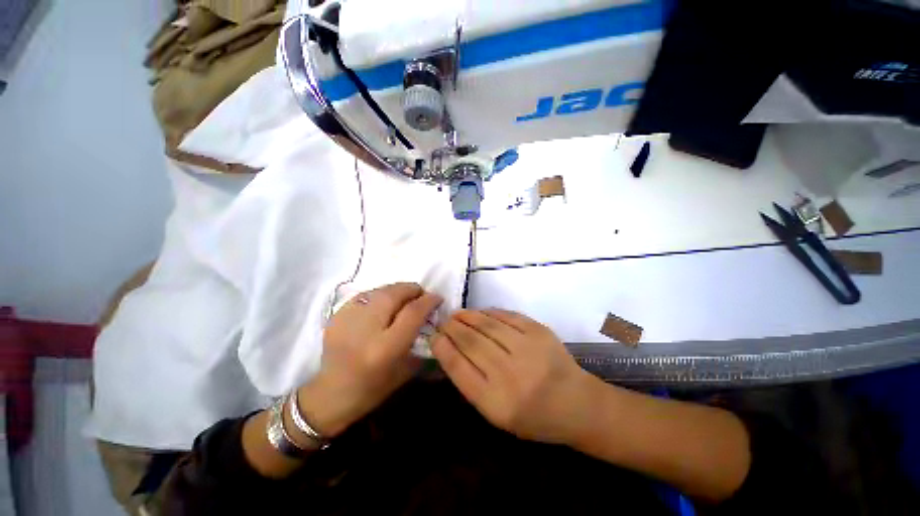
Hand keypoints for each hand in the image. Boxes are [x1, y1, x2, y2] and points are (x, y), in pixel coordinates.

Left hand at [298, 283, 441, 437]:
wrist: (330, 394)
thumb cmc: (372, 388)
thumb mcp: (405, 370)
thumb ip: (421, 341)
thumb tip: (432, 317)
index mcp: (386, 347)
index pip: (413, 312)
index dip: (429, 301)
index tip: (437, 298)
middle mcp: (367, 329)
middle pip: (395, 294)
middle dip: (413, 290)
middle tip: (421, 294)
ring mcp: (349, 319)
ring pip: (380, 290)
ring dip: (397, 290)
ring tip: (404, 296)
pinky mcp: (337, 315)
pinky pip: (365, 295)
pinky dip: (380, 294)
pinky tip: (383, 303)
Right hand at [432, 309, 590, 444]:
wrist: (577, 405)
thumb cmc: (534, 417)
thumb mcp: (497, 415)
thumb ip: (472, 384)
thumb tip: (451, 350)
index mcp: (496, 403)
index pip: (458, 367)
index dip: (442, 347)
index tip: (434, 336)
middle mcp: (509, 375)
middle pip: (470, 342)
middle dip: (452, 328)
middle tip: (443, 321)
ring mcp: (527, 350)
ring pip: (487, 325)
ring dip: (467, 317)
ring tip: (457, 314)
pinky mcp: (539, 332)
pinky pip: (507, 316)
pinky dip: (489, 312)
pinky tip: (480, 313)